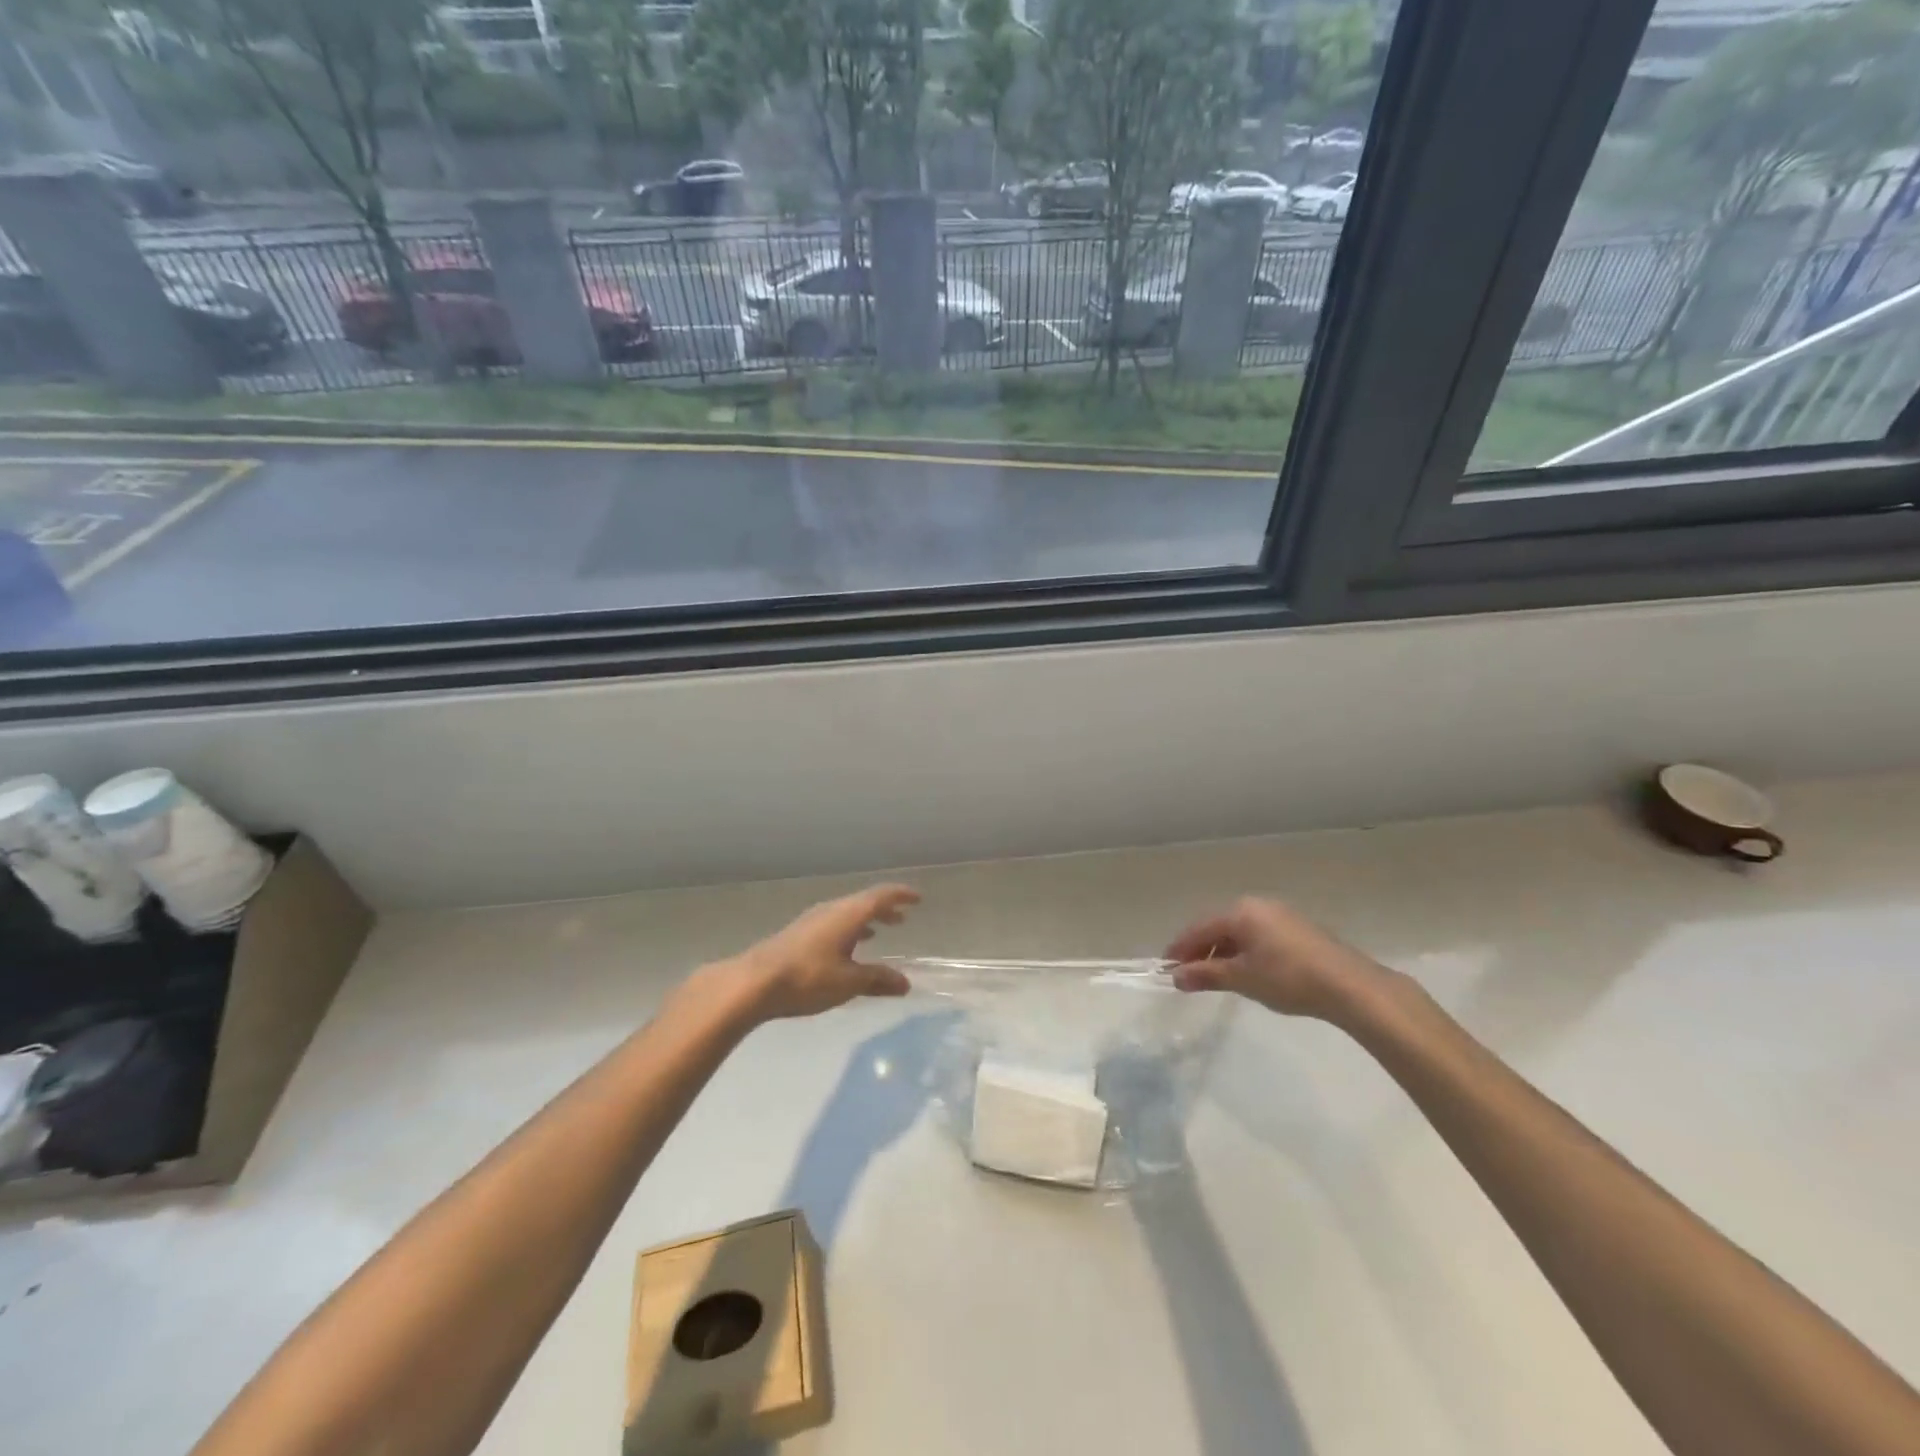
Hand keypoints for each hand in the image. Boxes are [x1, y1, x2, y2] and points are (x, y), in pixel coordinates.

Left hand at [711, 884, 919, 1023]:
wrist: (753, 983)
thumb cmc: (808, 978)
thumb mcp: (849, 983)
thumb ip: (878, 980)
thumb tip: (905, 983)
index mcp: (849, 914)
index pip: (881, 896)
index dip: (901, 896)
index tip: (917, 899)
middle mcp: (832, 910)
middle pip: (863, 902)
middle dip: (884, 909)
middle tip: (902, 918)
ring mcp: (812, 920)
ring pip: (846, 913)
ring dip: (865, 920)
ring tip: (878, 932)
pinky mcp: (798, 934)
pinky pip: (832, 923)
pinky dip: (848, 930)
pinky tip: (845, 949)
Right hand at [1163, 897, 1392, 1020]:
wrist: (1350, 986)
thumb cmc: (1288, 978)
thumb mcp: (1242, 978)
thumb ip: (1206, 974)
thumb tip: (1176, 977)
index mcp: (1240, 911)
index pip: (1199, 928)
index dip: (1180, 948)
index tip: (1166, 967)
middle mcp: (1258, 906)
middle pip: (1219, 927)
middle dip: (1202, 950)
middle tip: (1189, 975)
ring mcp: (1281, 916)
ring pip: (1240, 932)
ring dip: (1224, 953)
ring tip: (1216, 976)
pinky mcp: (1299, 930)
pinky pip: (1260, 936)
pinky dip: (1246, 952)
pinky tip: (1248, 972)